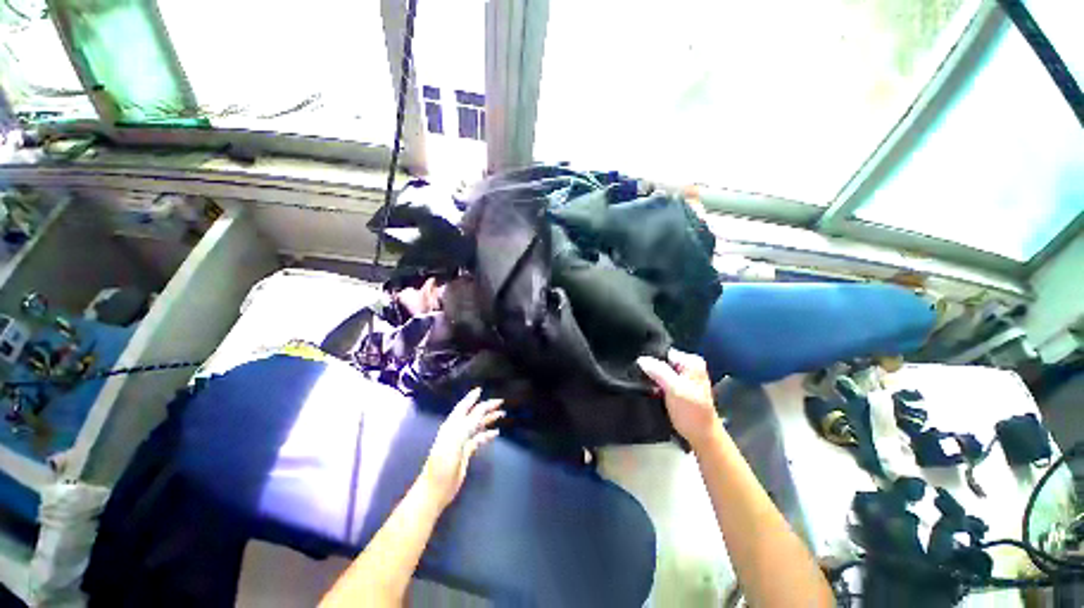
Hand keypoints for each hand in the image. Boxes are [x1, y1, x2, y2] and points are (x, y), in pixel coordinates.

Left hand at [421, 388, 503, 507]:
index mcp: (452, 425)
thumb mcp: (456, 439)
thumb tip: (482, 409)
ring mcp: (461, 441)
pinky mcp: (466, 453)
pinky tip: (496, 432)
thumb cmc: (443, 462)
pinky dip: (487, 434)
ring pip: (477, 425)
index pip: (464, 407)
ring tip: (501, 414)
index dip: (471, 398)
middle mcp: (457, 430)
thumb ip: (469, 423)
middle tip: (500, 402)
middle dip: (486, 407)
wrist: (435, 488)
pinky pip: (479, 439)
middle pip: (473, 414)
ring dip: (489, 419)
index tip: (480, 389)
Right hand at [637, 349, 720, 449]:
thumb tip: (641, 359)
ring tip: (642, 383)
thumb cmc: (692, 412)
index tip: (639, 368)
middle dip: (651, 368)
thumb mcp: (675, 389)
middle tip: (639, 376)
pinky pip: (662, 380)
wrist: (701, 436)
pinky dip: (655, 384)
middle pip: (662, 361)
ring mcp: (683, 377)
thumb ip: (659, 371)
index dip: (651, 359)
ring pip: (660, 371)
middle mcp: (689, 366)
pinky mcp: (678, 388)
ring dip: (651, 377)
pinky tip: (649, 389)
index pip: (665, 353)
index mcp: (692, 362)